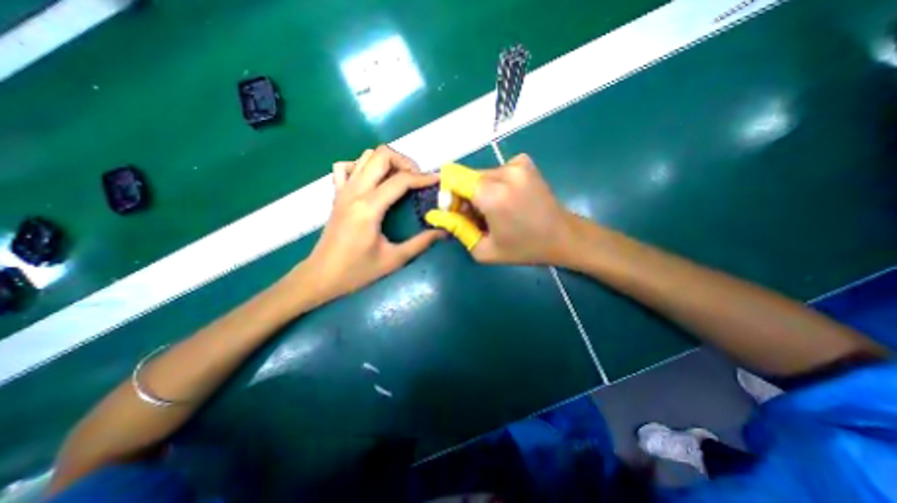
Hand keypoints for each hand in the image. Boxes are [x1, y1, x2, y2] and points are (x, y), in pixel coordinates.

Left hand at [297, 145, 443, 301]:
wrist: (321, 277)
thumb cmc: (357, 271)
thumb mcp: (394, 260)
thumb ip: (421, 243)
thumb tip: (443, 232)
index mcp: (368, 207)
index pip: (400, 180)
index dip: (423, 177)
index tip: (438, 180)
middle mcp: (354, 192)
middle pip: (381, 155)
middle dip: (405, 162)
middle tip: (418, 179)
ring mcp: (343, 190)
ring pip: (365, 156)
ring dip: (387, 162)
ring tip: (400, 179)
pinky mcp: (336, 195)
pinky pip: (346, 167)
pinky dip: (362, 166)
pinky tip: (372, 181)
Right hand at [425, 153, 573, 265]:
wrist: (563, 236)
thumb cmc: (523, 248)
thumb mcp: (484, 250)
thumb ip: (457, 230)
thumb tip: (436, 214)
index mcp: (493, 194)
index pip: (453, 178)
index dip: (449, 195)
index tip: (457, 213)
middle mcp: (504, 171)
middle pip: (466, 177)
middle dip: (464, 196)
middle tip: (476, 218)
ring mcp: (517, 164)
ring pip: (480, 175)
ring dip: (479, 192)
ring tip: (493, 212)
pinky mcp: (524, 163)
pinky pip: (496, 172)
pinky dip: (494, 185)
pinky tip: (506, 201)